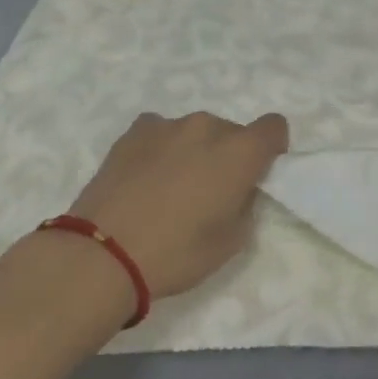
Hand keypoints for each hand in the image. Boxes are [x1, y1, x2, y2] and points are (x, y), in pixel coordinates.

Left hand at [65, 110, 289, 300]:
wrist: (103, 254)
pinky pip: (161, 132)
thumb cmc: (177, 253)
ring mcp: (169, 124)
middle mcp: (208, 127)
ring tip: (170, 188)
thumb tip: (237, 191)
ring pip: (195, 132)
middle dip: (228, 155)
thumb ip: (245, 205)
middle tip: (209, 192)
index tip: (257, 173)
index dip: (271, 148)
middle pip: (232, 131)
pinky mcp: (135, 131)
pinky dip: (161, 148)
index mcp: (240, 152)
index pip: (274, 126)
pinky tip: (145, 177)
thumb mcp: (231, 242)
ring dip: (194, 151)